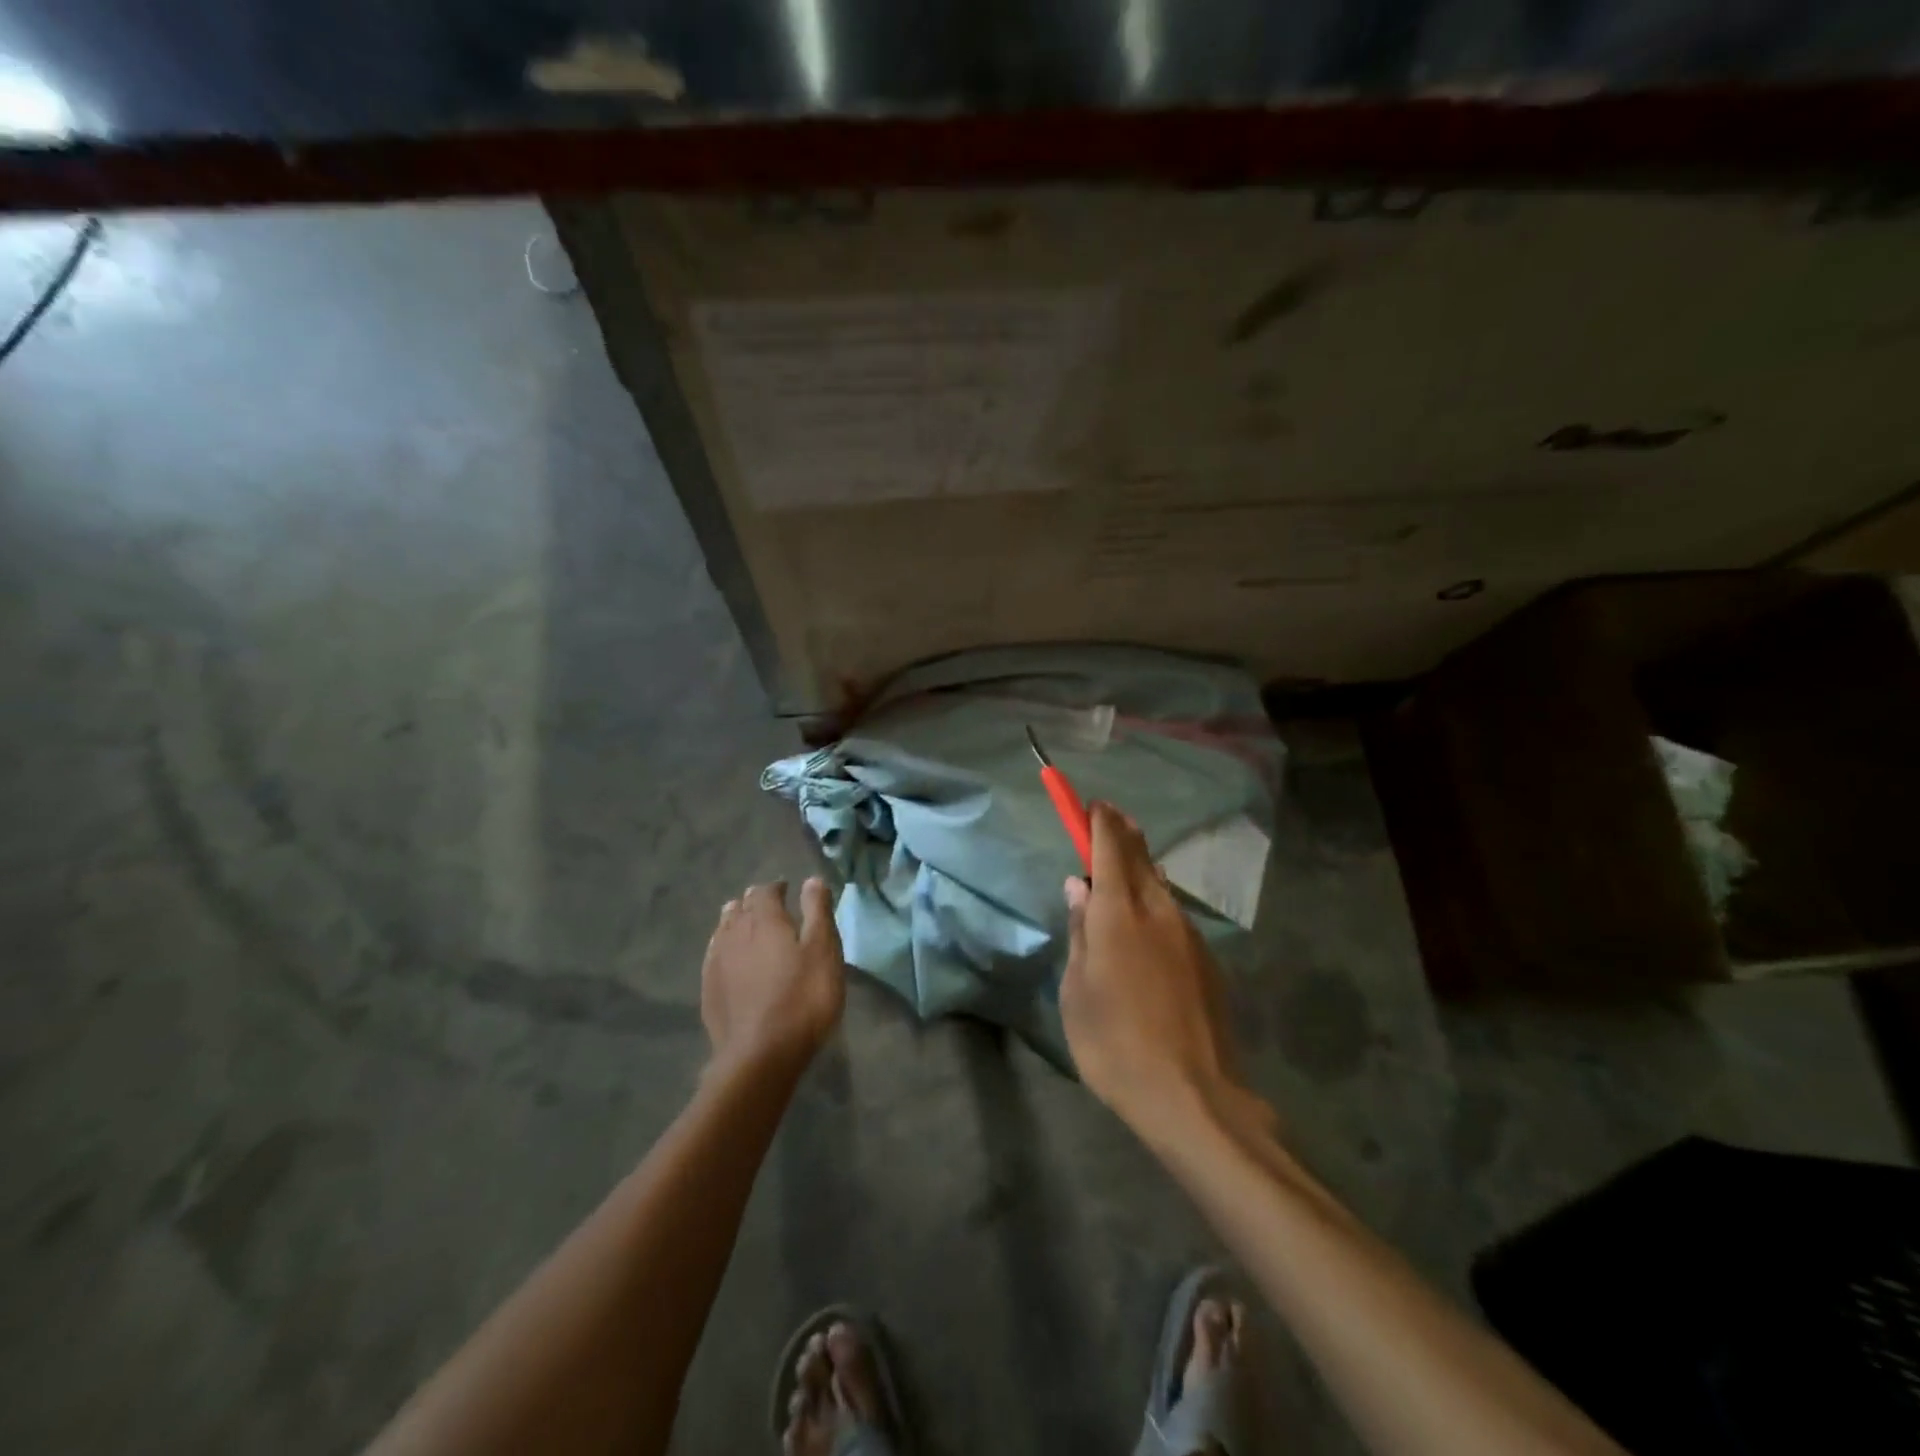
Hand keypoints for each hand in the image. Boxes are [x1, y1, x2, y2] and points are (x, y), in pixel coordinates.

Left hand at [701, 878, 845, 1074]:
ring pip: (724, 929)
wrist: (760, 1055)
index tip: (789, 891)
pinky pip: (715, 955)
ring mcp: (716, 962)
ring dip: (737, 923)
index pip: (765, 890)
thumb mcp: (823, 951)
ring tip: (751, 930)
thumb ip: (817, 912)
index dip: (777, 887)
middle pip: (740, 907)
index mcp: (764, 919)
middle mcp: (734, 933)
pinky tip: (733, 960)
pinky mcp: (708, 989)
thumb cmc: (802, 998)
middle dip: (755, 903)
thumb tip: (811, 880)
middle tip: (773, 910)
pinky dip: (726, 948)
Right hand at [1061, 805, 1272, 1142]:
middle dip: (1124, 834)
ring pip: (1161, 886)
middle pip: (1141, 858)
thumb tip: (1079, 888)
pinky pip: (1175, 915)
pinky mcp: (1208, 960)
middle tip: (1110, 819)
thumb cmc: (1115, 1044)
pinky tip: (1148, 924)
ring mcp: (1189, 935)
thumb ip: (1080, 932)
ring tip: (1125, 866)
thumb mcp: (1077, 991)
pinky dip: (1157, 902)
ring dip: (1142, 868)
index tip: (1092, 803)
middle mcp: (1159, 911)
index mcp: (1120, 914)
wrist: (1194, 1097)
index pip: (1110, 849)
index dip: (1099, 822)